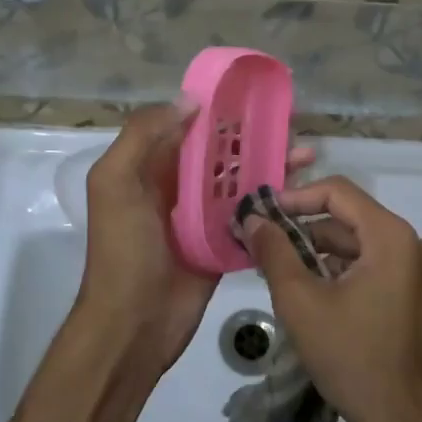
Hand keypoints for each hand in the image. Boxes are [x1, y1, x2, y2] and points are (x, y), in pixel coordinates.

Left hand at [80, 104, 314, 378]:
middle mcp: (177, 186)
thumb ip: (142, 136)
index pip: (189, 126)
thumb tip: (189, 100)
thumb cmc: (123, 250)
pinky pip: (250, 215)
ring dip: (270, 166)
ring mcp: (203, 217)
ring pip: (240, 181)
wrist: (133, 326)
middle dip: (254, 137)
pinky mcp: (223, 244)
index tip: (257, 94)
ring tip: (306, 155)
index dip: (220, 109)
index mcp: (149, 167)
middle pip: (221, 152)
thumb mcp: (115, 184)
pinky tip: (301, 193)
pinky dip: (273, 203)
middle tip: (293, 125)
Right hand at [240, 176, 421, 421]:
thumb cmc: (350, 356)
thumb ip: (274, 251)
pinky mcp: (413, 293)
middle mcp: (410, 244)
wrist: (400, 421)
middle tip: (263, 241)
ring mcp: (416, 270)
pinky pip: (371, 264)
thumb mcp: (300, 301)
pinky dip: (339, 268)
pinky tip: (308, 288)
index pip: (338, 192)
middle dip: (303, 226)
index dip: (296, 198)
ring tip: (278, 266)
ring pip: (358, 242)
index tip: (262, 215)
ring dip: (318, 249)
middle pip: (349, 216)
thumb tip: (252, 218)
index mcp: (391, 236)